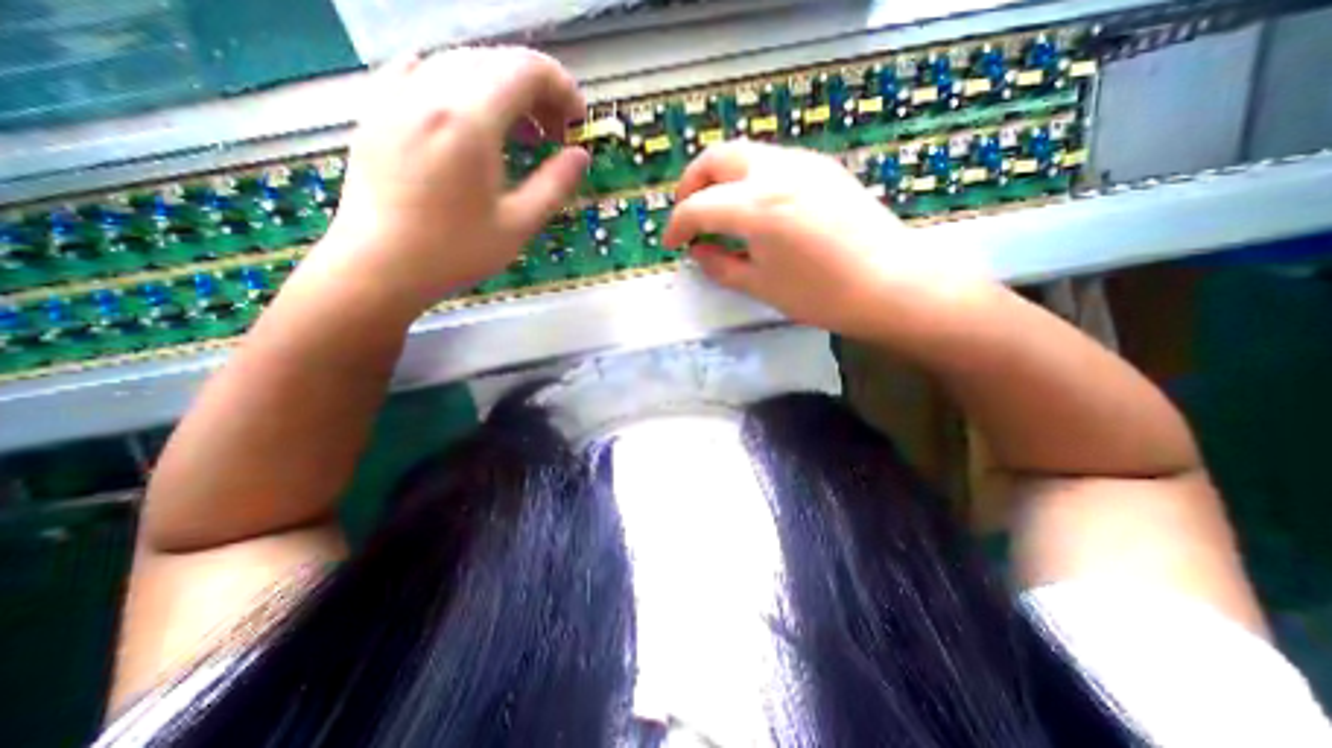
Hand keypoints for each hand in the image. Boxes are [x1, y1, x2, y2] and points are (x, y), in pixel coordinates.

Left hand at [310, 48, 588, 317]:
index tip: (578, 124)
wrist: (378, 265)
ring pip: (464, 64)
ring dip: (504, 91)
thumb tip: (580, 156)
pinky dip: (464, 89)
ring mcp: (397, 93)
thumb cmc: (455, 251)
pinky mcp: (378, 107)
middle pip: (497, 61)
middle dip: (538, 92)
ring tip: (522, 135)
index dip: (563, 89)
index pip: (527, 69)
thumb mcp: (518, 224)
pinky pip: (428, 72)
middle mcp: (430, 90)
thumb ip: (555, 184)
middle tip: (555, 135)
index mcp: (470, 119)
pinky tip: (473, 121)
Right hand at [664, 139, 986, 342]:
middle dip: (691, 184)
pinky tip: (753, 207)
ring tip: (717, 211)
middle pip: (716, 158)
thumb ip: (719, 265)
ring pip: (744, 153)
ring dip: (719, 178)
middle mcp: (776, 171)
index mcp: (757, 207)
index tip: (670, 244)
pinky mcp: (821, 167)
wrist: (889, 284)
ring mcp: (802, 163)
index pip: (697, 207)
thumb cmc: (820, 295)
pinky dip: (747, 178)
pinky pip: (770, 160)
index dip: (675, 226)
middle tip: (687, 216)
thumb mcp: (760, 286)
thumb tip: (697, 251)